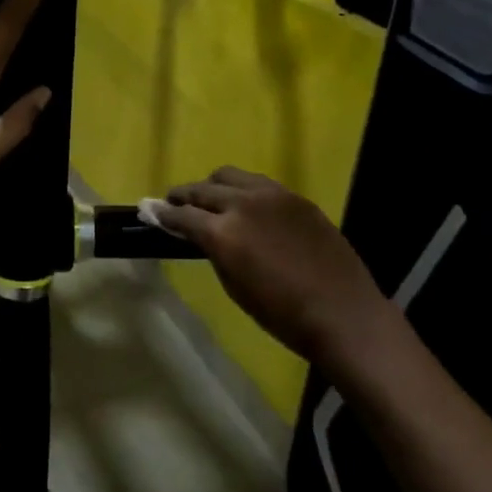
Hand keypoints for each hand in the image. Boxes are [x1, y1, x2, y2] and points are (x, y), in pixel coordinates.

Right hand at [151, 167, 394, 363]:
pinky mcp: (295, 196)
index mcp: (222, 233)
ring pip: (229, 176)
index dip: (162, 214)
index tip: (149, 210)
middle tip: (173, 203)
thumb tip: (199, 234)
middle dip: (183, 196)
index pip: (181, 215)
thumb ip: (213, 251)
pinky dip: (243, 190)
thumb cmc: (282, 314)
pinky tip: (246, 206)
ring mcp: (272, 195)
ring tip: (209, 200)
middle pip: (202, 189)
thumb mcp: (235, 286)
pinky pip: (258, 184)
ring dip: (212, 186)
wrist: (343, 313)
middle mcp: (243, 204)